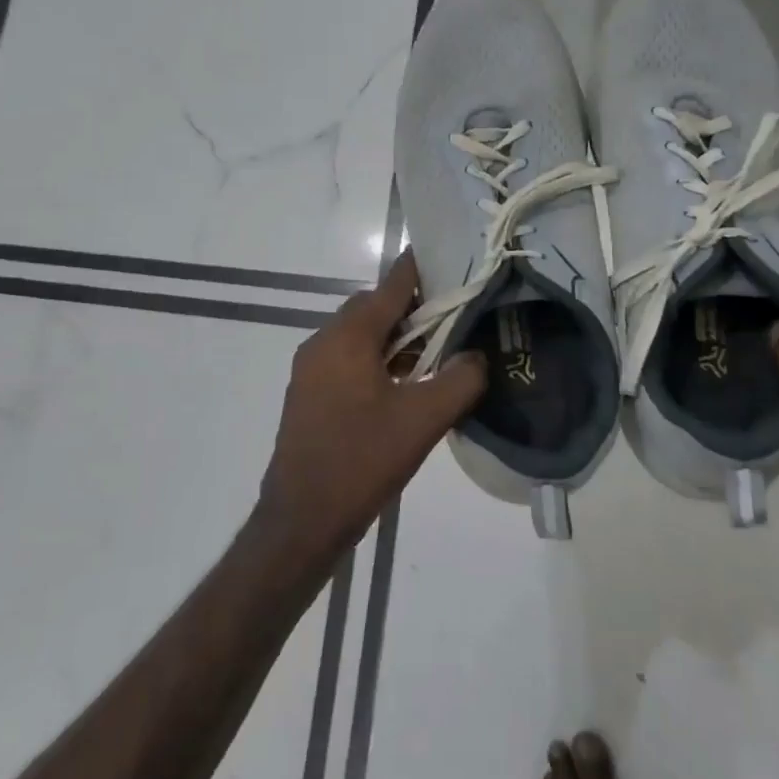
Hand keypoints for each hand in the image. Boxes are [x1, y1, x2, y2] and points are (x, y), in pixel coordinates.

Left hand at [255, 251, 487, 566]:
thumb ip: (460, 381)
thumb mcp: (423, 421)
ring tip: (435, 353)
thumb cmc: (361, 461)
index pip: (391, 286)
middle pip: (374, 307)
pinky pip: (348, 358)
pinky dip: (377, 359)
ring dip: (395, 337)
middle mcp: (323, 341)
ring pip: (360, 335)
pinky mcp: (308, 392)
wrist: (301, 520)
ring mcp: (311, 368)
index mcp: (348, 337)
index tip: (452, 258)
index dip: (422, 269)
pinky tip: (404, 384)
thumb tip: (477, 356)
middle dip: (413, 308)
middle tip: (453, 318)